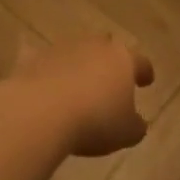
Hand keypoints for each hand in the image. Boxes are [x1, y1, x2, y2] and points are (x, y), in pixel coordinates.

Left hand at [7, 36, 155, 156]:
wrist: (40, 112)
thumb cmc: (94, 121)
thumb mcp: (126, 133)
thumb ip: (135, 126)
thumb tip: (136, 123)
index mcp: (122, 59)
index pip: (140, 62)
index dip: (144, 72)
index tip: (146, 81)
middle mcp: (93, 46)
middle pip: (106, 47)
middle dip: (109, 60)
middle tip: (110, 76)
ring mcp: (61, 49)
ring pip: (75, 51)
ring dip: (78, 65)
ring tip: (77, 85)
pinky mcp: (32, 58)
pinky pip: (43, 62)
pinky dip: (46, 70)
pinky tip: (44, 80)